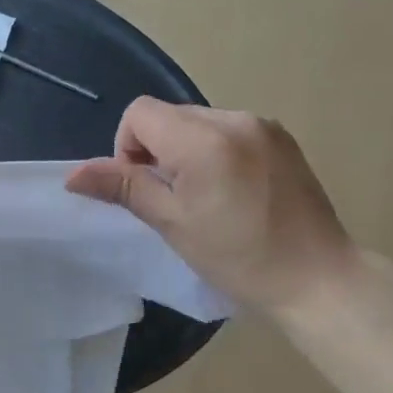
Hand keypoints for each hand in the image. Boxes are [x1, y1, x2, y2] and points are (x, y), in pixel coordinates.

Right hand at [66, 99, 355, 317]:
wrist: (319, 278)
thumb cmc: (239, 258)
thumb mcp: (172, 224)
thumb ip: (123, 187)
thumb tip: (73, 175)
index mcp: (202, 139)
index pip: (139, 114)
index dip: (128, 148)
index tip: (147, 189)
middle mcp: (233, 118)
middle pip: (168, 115)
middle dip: (157, 150)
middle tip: (176, 199)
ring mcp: (262, 124)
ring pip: (198, 122)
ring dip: (186, 149)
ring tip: (208, 196)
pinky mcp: (280, 136)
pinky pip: (228, 129)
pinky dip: (216, 150)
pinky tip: (234, 190)